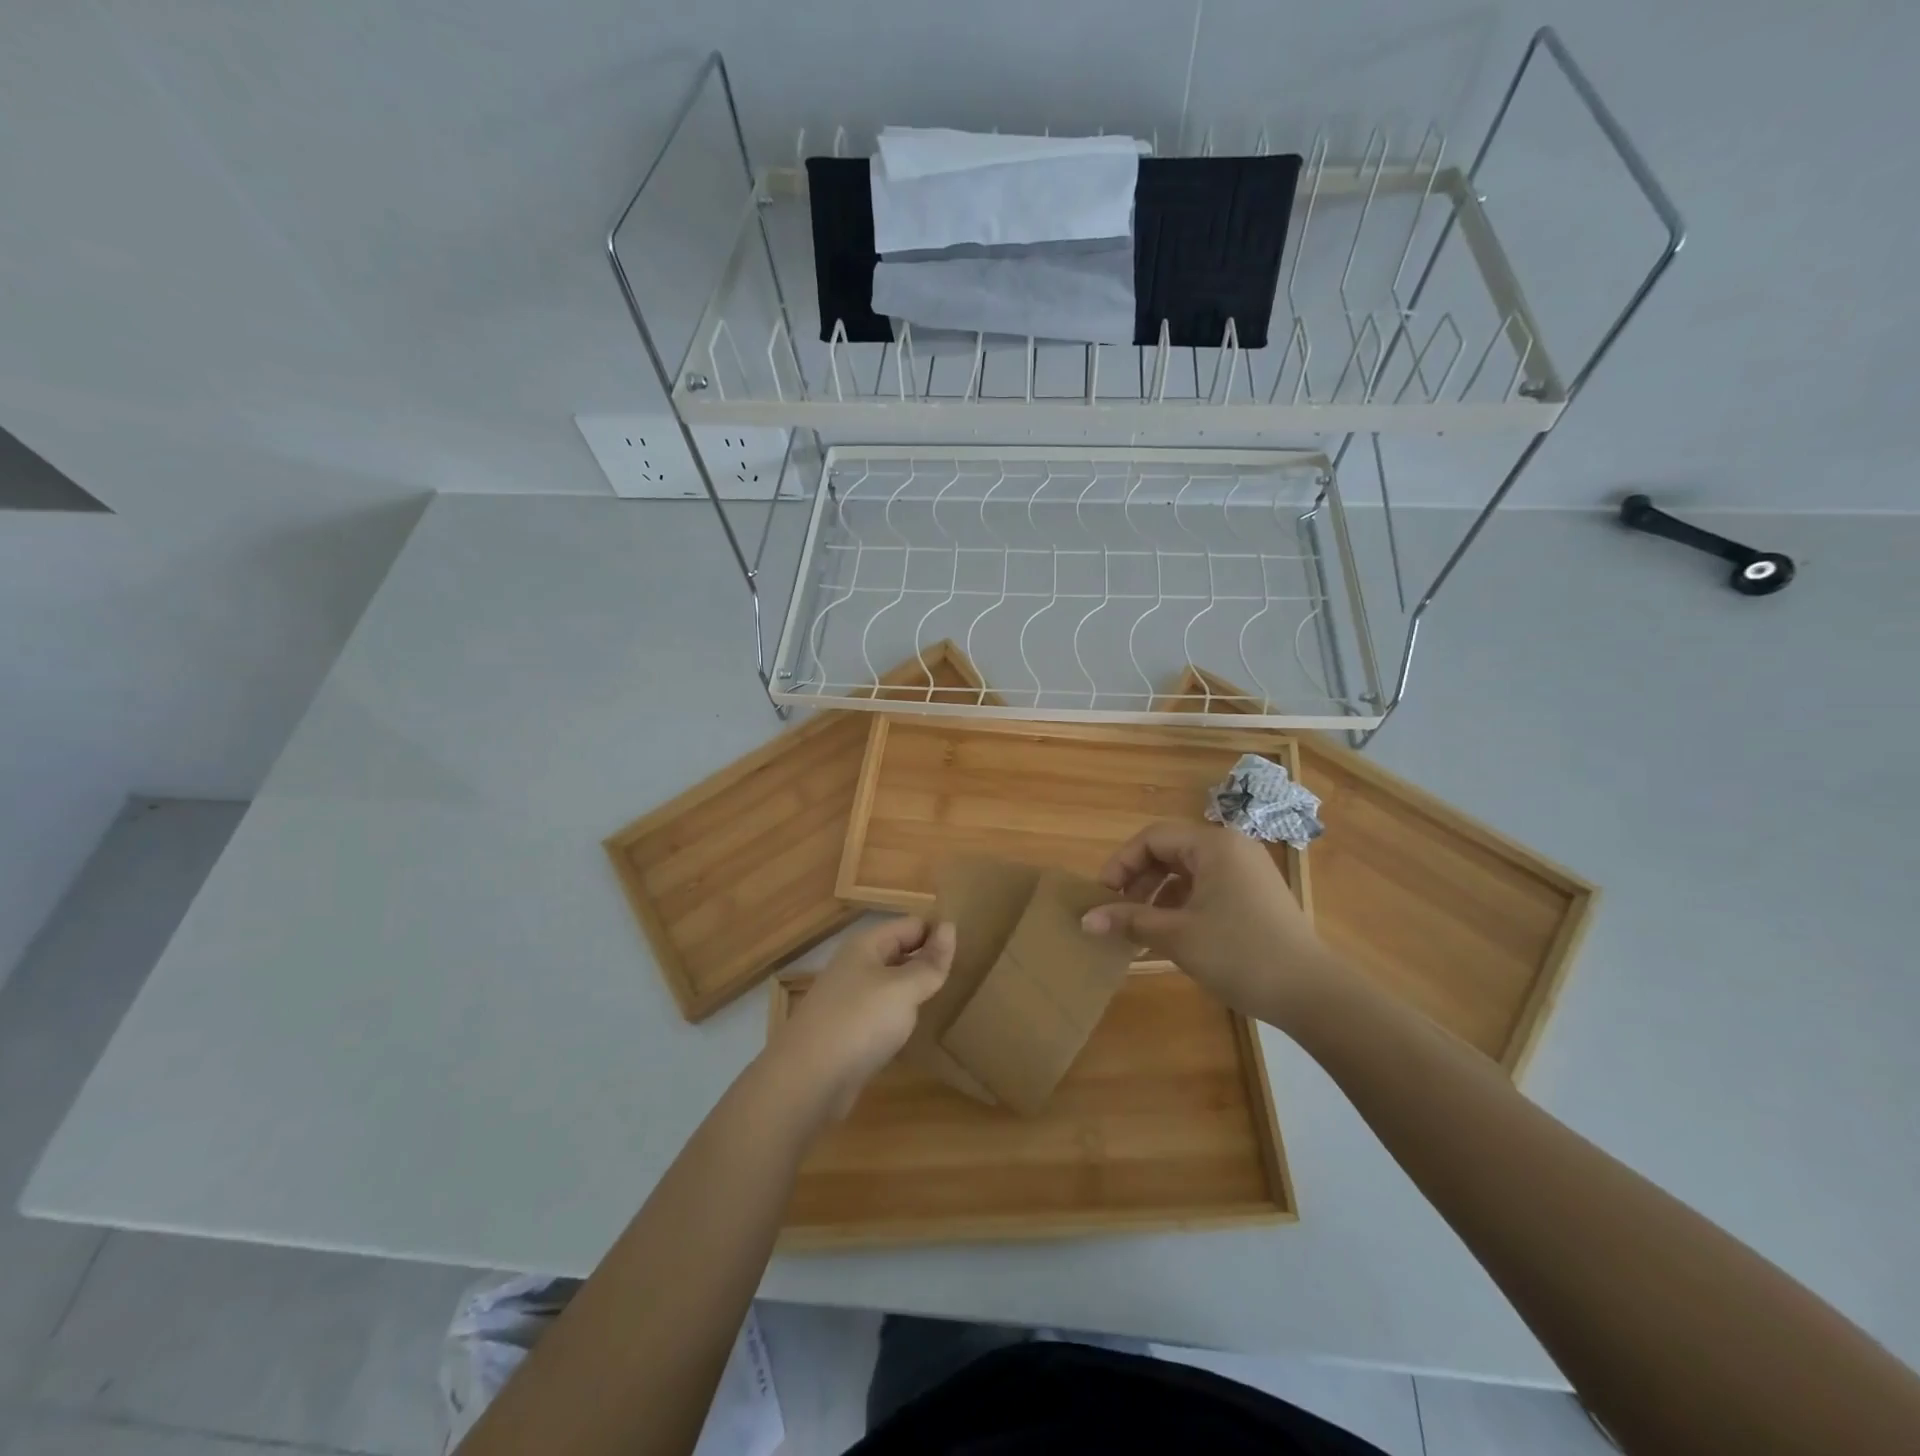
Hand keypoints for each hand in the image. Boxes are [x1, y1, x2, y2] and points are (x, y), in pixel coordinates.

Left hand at [765, 917, 953, 1118]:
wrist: (807, 1080)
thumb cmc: (859, 1022)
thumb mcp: (903, 988)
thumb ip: (929, 962)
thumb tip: (950, 927)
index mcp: (866, 945)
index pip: (911, 925)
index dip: (938, 934)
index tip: (971, 951)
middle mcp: (855, 966)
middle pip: (900, 952)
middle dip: (928, 961)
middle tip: (967, 975)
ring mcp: (849, 999)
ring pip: (891, 984)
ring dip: (915, 990)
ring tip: (947, 999)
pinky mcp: (847, 1031)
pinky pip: (881, 1012)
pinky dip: (899, 1017)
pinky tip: (915, 1029)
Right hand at [1082, 821, 1339, 1026]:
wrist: (1311, 993)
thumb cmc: (1239, 953)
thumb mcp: (1176, 936)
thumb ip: (1128, 920)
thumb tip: (1084, 919)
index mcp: (1213, 844)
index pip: (1152, 838)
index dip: (1121, 864)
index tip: (1102, 897)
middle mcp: (1231, 847)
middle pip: (1169, 851)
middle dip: (1138, 880)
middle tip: (1118, 913)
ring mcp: (1247, 871)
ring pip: (1187, 871)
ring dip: (1157, 895)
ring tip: (1140, 928)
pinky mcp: (1255, 895)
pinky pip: (1206, 887)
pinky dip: (1181, 904)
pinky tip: (1169, 935)